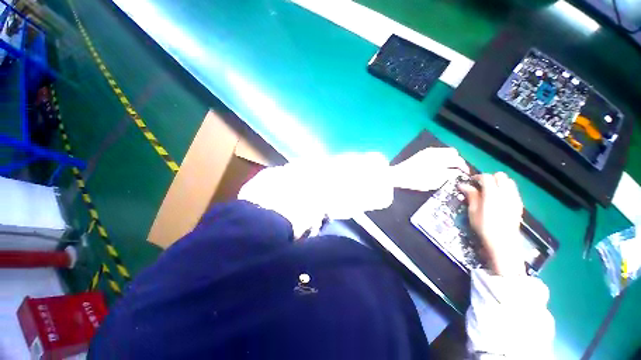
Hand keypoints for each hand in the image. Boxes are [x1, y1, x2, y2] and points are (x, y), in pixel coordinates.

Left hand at [390, 148, 468, 191]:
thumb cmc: (416, 179)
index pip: (458, 159)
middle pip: (452, 153)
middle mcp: (434, 151)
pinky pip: (436, 154)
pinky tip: (438, 168)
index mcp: (439, 156)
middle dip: (457, 161)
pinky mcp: (421, 154)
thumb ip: (449, 175)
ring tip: (448, 171)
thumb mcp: (435, 180)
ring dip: (449, 160)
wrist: (397, 175)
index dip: (463, 167)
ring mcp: (426, 152)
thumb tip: (457, 172)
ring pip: (444, 153)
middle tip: (457, 172)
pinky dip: (441, 159)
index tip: (465, 174)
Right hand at [459, 173, 524, 275]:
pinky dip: (506, 189)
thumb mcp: (473, 211)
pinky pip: (513, 190)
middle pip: (500, 176)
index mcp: (492, 194)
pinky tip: (499, 198)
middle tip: (481, 185)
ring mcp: (515, 198)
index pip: (486, 177)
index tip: (471, 182)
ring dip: (499, 182)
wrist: (503, 242)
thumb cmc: (484, 226)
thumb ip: (471, 196)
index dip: (478, 177)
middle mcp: (506, 193)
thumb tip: (463, 185)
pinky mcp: (519, 204)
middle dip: (490, 178)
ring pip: (509, 182)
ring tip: (491, 191)